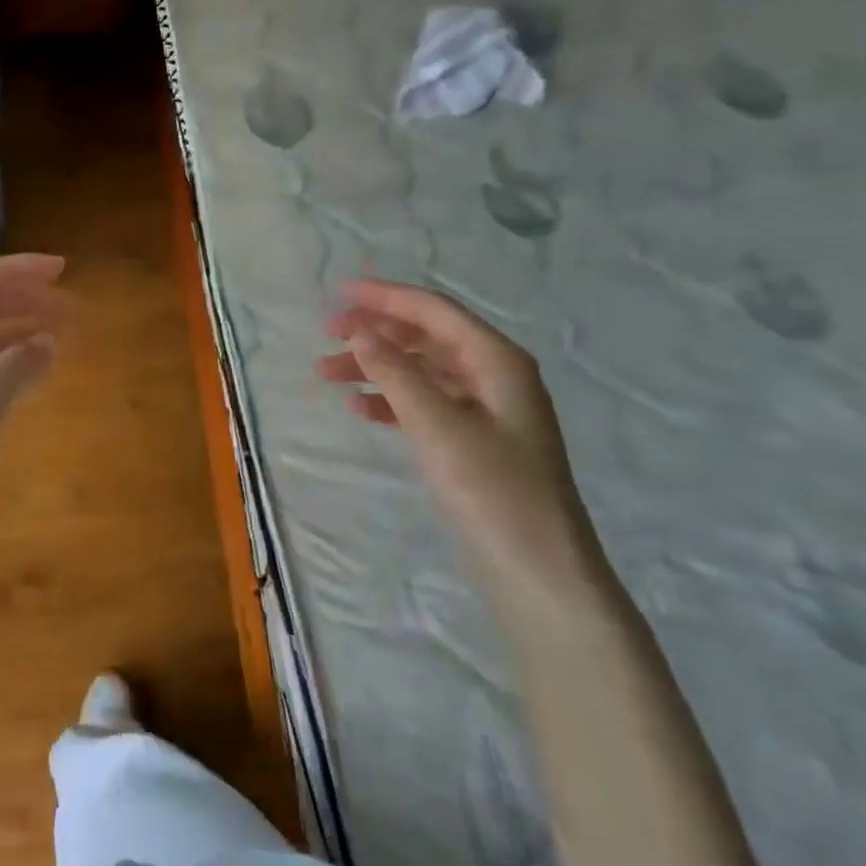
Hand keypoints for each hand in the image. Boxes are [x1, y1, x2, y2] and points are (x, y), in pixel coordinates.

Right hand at [316, 279, 600, 598]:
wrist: (538, 572)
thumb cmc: (492, 489)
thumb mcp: (437, 424)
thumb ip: (396, 372)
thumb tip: (360, 331)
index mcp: (496, 361)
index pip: (434, 311)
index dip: (385, 297)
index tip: (339, 293)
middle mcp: (493, 376)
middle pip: (426, 337)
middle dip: (376, 331)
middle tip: (327, 334)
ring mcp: (485, 410)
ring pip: (421, 370)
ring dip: (376, 366)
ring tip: (328, 373)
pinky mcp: (473, 441)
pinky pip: (425, 403)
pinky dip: (391, 400)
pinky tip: (360, 408)